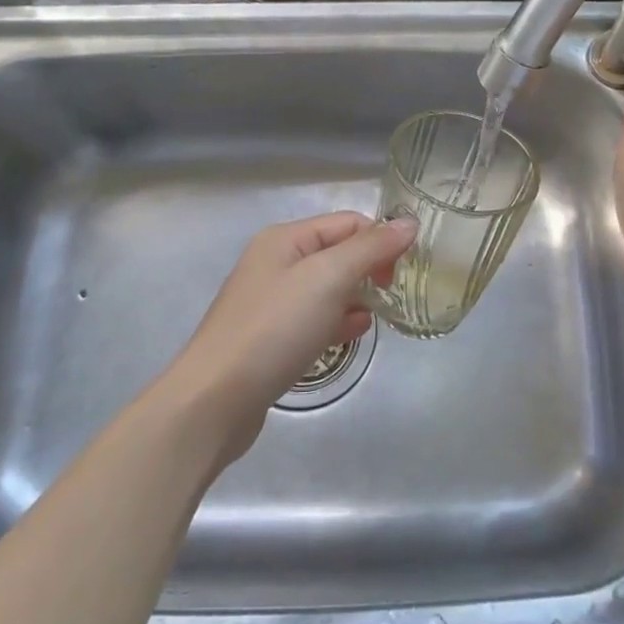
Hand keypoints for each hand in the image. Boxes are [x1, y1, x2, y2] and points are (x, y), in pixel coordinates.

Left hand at [168, 212, 416, 463]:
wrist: (215, 400)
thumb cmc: (274, 329)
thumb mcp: (327, 278)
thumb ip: (370, 248)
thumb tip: (409, 224)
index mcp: (285, 238)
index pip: (348, 223)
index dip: (380, 240)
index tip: (405, 272)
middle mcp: (276, 262)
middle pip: (338, 253)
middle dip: (369, 269)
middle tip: (392, 295)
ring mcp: (271, 301)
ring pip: (328, 287)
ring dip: (356, 296)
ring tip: (376, 317)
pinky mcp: (271, 337)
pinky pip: (314, 318)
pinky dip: (337, 321)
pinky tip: (351, 334)